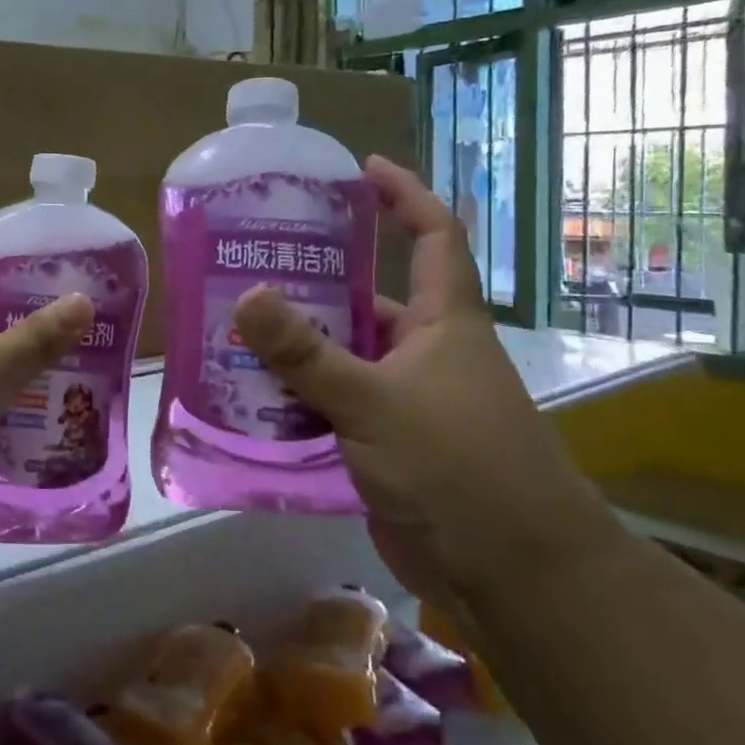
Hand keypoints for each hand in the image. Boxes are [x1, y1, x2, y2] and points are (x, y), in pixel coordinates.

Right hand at [232, 157, 625, 628]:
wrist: (511, 574)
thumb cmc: (457, 467)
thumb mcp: (374, 401)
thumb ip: (306, 353)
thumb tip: (247, 296)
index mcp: (444, 323)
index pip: (433, 237)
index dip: (405, 195)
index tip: (362, 170)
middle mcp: (426, 353)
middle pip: (369, 300)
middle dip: (318, 282)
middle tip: (252, 264)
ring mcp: (405, 401)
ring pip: (343, 357)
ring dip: (297, 347)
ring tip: (233, 328)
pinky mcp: (385, 444)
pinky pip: (334, 405)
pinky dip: (298, 398)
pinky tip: (250, 395)